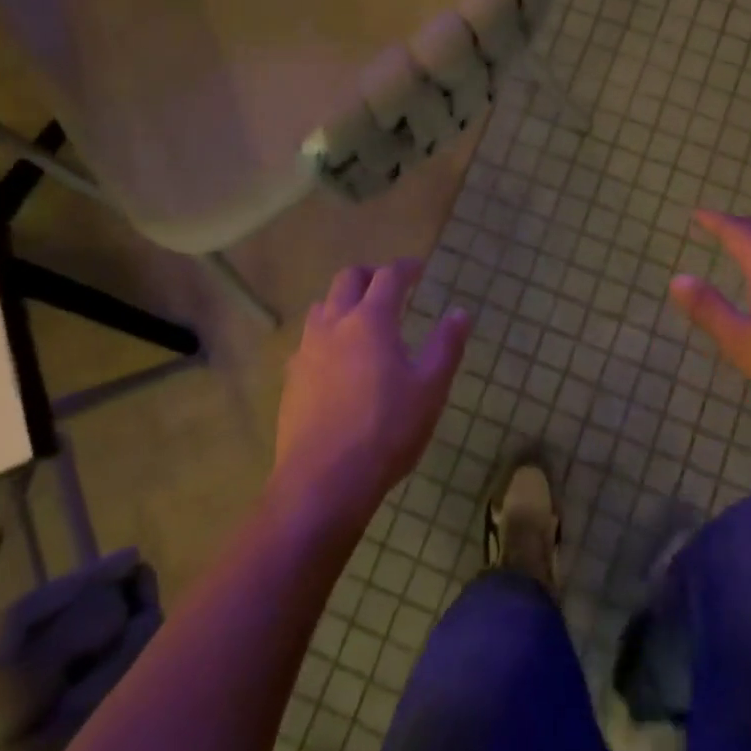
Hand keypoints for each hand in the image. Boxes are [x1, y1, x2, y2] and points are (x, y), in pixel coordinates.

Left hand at [273, 259, 470, 526]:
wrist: (323, 481)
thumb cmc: (386, 431)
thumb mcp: (430, 389)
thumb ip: (445, 346)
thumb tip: (460, 312)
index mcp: (370, 320)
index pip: (389, 277)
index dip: (406, 268)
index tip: (419, 268)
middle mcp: (333, 325)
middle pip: (347, 280)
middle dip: (370, 275)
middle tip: (389, 286)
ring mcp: (306, 351)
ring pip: (322, 307)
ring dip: (343, 302)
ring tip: (361, 320)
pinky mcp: (291, 379)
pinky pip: (308, 341)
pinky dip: (326, 335)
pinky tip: (337, 361)